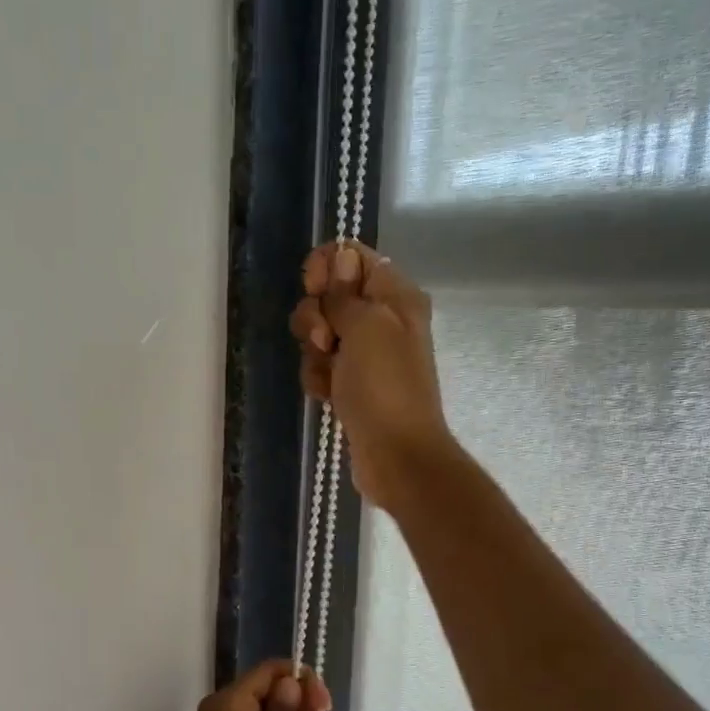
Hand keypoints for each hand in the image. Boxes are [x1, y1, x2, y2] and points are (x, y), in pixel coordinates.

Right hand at [290, 240, 453, 510]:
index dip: (324, 266)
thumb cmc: (385, 385)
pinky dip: (317, 379)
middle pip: (328, 296)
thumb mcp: (367, 326)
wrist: (396, 454)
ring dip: (313, 353)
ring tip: (328, 377)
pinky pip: (320, 367)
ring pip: (319, 334)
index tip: (314, 289)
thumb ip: (345, 292)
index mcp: (395, 296)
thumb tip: (338, 258)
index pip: (350, 256)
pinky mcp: (350, 384)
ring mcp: (365, 354)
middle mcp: (382, 319)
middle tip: (326, 341)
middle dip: (315, 316)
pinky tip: (325, 396)